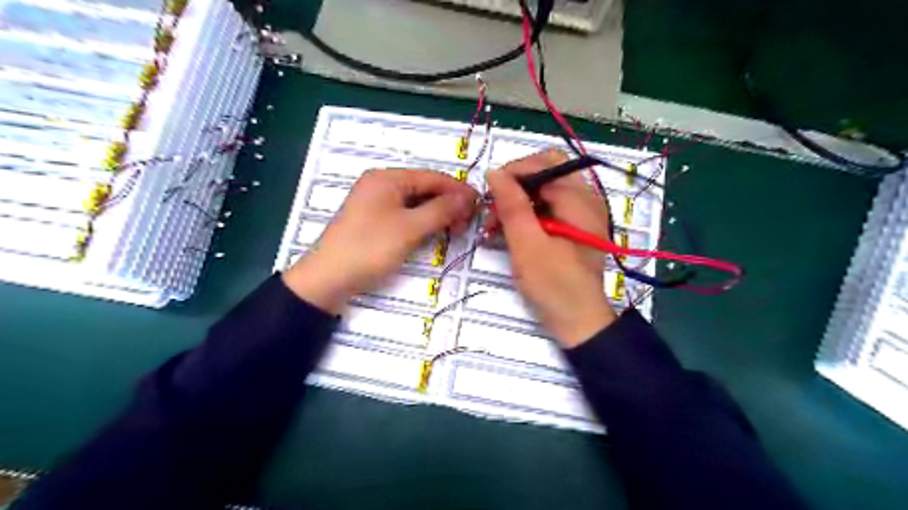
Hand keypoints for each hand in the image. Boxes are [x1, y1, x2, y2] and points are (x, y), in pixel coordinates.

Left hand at [282, 167, 477, 314]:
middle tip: (468, 222)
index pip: (432, 177)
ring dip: (437, 214)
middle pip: (424, 189)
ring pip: (416, 203)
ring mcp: (377, 204)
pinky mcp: (375, 222)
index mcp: (387, 178)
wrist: (328, 279)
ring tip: (456, 229)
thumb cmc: (370, 248)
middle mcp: (381, 185)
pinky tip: (435, 232)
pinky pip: (406, 215)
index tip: (480, 204)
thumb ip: (442, 210)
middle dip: (448, 203)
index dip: (458, 190)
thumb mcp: (409, 228)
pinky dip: (422, 222)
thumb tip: (469, 197)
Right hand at [490, 149, 616, 347]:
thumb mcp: (527, 244)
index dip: (512, 173)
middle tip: (493, 209)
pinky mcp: (575, 227)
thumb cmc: (553, 285)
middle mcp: (586, 198)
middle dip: (514, 186)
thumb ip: (512, 205)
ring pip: (544, 189)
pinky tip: (510, 232)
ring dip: (518, 201)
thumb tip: (494, 172)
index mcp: (579, 199)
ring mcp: (582, 213)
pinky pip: (548, 206)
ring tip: (495, 226)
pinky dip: (528, 214)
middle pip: (545, 172)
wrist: (579, 321)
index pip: (543, 164)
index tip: (488, 196)